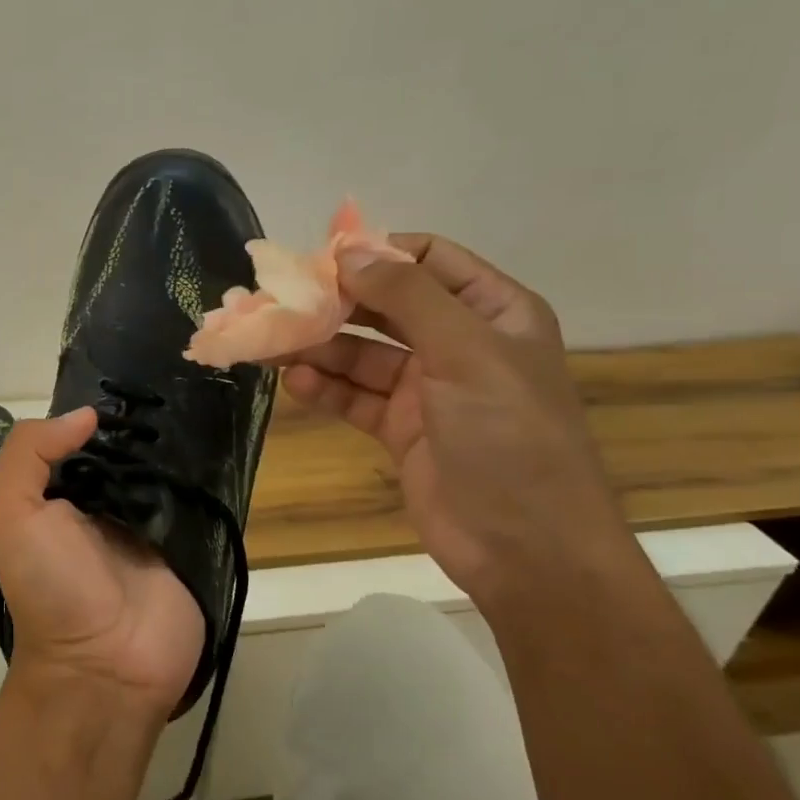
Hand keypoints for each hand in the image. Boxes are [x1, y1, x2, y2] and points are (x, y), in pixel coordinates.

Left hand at [0, 409, 204, 723]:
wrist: (105, 667)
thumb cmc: (50, 586)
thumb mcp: (10, 515)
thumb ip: (28, 455)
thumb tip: (85, 415)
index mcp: (61, 494)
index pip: (82, 438)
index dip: (99, 410)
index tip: (129, 378)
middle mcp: (105, 503)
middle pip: (128, 449)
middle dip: (146, 421)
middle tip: (179, 379)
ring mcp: (151, 523)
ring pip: (168, 468)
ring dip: (182, 443)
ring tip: (206, 398)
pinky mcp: (190, 543)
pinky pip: (202, 499)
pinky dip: (210, 474)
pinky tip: (225, 439)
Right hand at [280, 234, 635, 604]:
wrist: (527, 549)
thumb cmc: (509, 436)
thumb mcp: (466, 352)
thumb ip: (407, 296)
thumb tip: (347, 251)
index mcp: (493, 312)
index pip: (428, 259)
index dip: (376, 252)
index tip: (319, 259)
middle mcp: (459, 343)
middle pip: (385, 306)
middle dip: (335, 303)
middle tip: (281, 302)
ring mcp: (428, 389)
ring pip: (362, 354)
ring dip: (319, 348)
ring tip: (272, 345)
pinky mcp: (401, 429)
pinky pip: (355, 396)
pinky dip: (325, 389)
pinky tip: (295, 384)